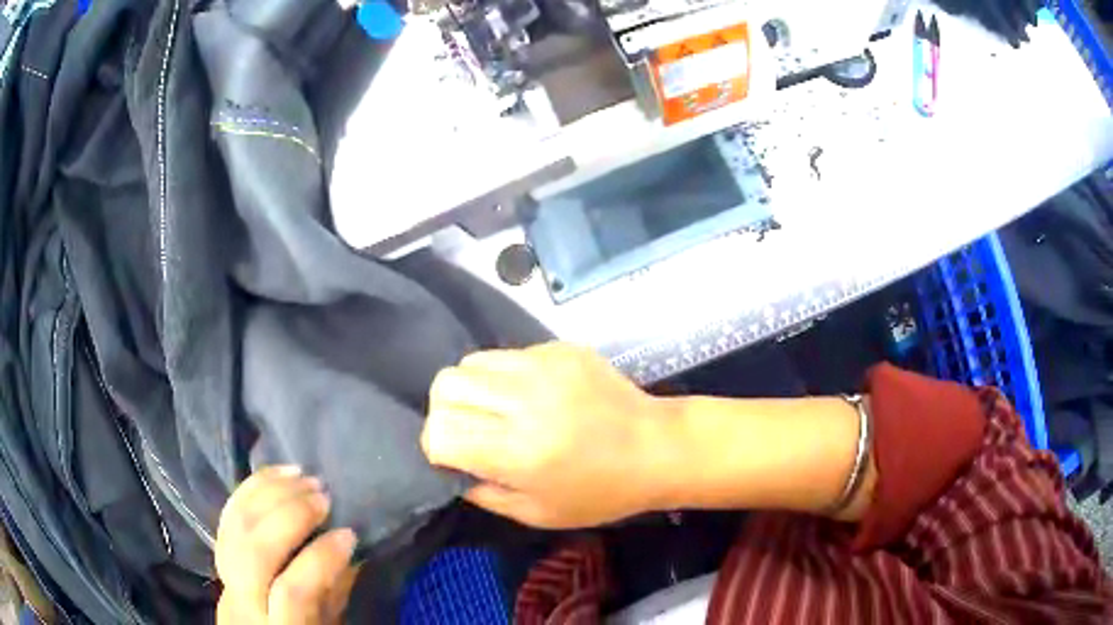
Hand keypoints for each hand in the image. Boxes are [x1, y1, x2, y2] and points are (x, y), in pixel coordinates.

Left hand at [215, 466, 359, 623]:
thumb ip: (334, 591)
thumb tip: (347, 544)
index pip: (292, 592)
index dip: (321, 559)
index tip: (349, 535)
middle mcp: (243, 602)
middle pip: (255, 552)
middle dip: (290, 516)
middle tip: (324, 499)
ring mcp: (224, 574)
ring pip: (236, 524)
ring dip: (271, 494)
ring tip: (305, 479)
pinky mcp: (217, 550)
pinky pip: (229, 511)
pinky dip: (253, 488)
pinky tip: (280, 474)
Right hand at [422, 343, 670, 528]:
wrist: (657, 448)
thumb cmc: (601, 493)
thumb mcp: (537, 513)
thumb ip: (483, 493)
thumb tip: (451, 467)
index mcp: (518, 451)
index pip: (441, 432)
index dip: (438, 447)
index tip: (456, 458)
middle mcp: (525, 401)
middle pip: (446, 386)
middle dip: (446, 412)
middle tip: (472, 431)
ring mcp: (544, 366)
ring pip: (471, 362)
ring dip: (472, 389)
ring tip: (498, 410)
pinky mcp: (560, 348)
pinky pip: (508, 354)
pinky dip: (505, 376)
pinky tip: (533, 395)